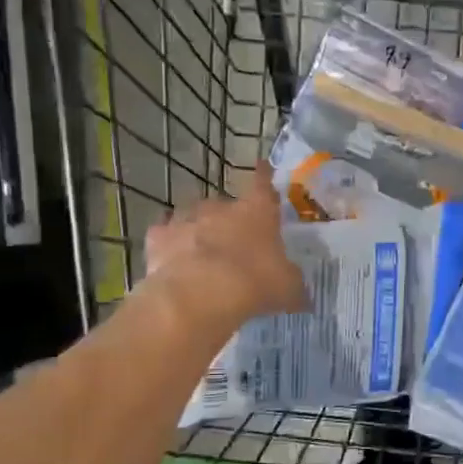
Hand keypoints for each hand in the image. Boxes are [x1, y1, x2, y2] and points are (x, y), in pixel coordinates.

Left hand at [143, 164, 306, 331]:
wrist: (200, 294)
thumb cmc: (254, 283)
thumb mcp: (287, 289)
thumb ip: (294, 287)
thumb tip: (303, 298)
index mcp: (257, 212)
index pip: (263, 185)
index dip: (264, 176)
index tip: (263, 166)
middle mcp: (220, 207)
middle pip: (225, 205)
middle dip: (229, 221)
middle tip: (233, 243)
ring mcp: (186, 219)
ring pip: (193, 217)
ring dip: (197, 230)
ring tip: (201, 254)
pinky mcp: (158, 237)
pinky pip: (165, 236)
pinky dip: (169, 245)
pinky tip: (172, 261)